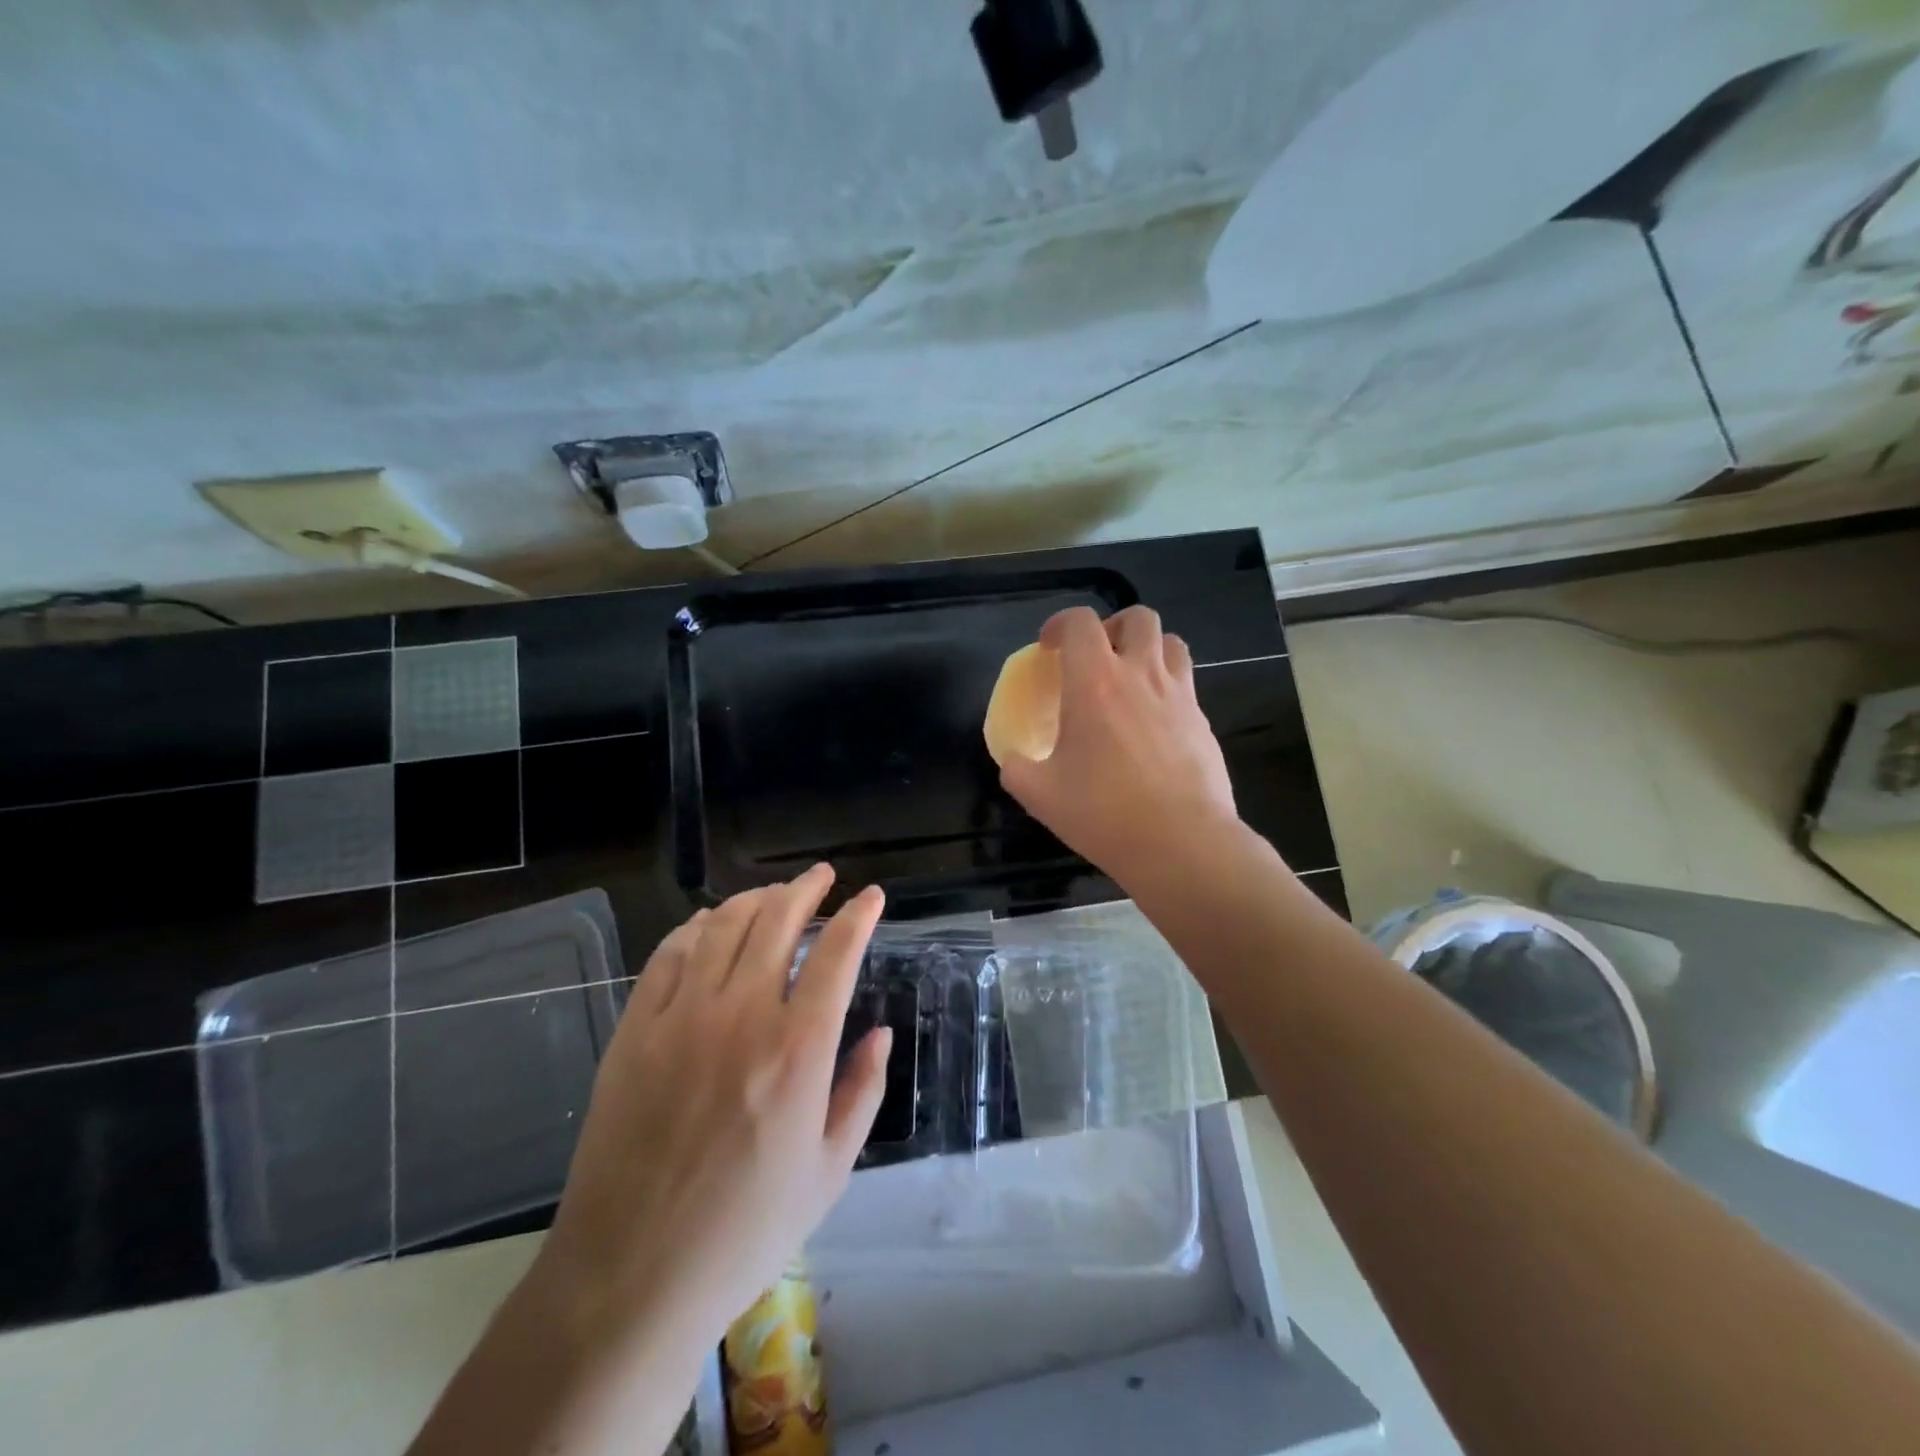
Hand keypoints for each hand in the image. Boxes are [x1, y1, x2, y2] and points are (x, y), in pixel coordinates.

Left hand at [541, 865, 890, 1339]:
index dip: (858, 916)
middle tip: (822, 876)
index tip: (870, 896)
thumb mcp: (830, 1169)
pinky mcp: (635, 1030)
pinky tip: (710, 924)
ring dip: (755, 899)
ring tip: (774, 894)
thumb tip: (878, 1032)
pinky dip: (696, 927)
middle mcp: (742, 1014)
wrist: (632, 1275)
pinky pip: (669, 955)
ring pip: (723, 926)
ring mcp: (681, 1017)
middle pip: (778, 921)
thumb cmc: (746, 1229)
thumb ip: (862, 1090)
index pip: (837, 954)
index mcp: (798, 1048)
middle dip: (807, 889)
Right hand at [999, 605, 1237, 887]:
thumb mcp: (1039, 794)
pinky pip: (1186, 684)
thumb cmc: (1103, 813)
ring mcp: (1179, 695)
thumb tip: (1013, 759)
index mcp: (1095, 682)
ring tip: (1131, 679)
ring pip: (1172, 643)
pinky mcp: (1203, 721)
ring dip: (1148, 649)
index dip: (1060, 624)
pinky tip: (1153, 724)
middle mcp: (1141, 675)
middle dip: (1113, 626)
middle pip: (1138, 617)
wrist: (1180, 842)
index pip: (1080, 622)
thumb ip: (1016, 768)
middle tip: (1097, 657)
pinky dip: (1167, 687)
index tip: (1049, 648)